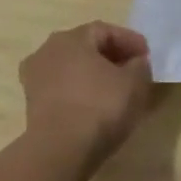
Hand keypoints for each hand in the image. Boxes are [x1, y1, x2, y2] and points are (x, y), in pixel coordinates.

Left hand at [19, 22, 154, 165]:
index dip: (129, 40)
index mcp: (71, 38)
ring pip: (72, 69)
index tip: (148, 55)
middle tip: (133, 70)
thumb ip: (140, 66)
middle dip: (110, 56)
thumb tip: (136, 62)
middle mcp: (47, 51)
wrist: (60, 150)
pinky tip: (94, 105)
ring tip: (115, 90)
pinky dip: (80, 92)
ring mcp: (35, 78)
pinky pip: (63, 89)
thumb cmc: (100, 107)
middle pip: (85, 47)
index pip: (105, 30)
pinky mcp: (32, 104)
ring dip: (93, 74)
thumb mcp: (134, 83)